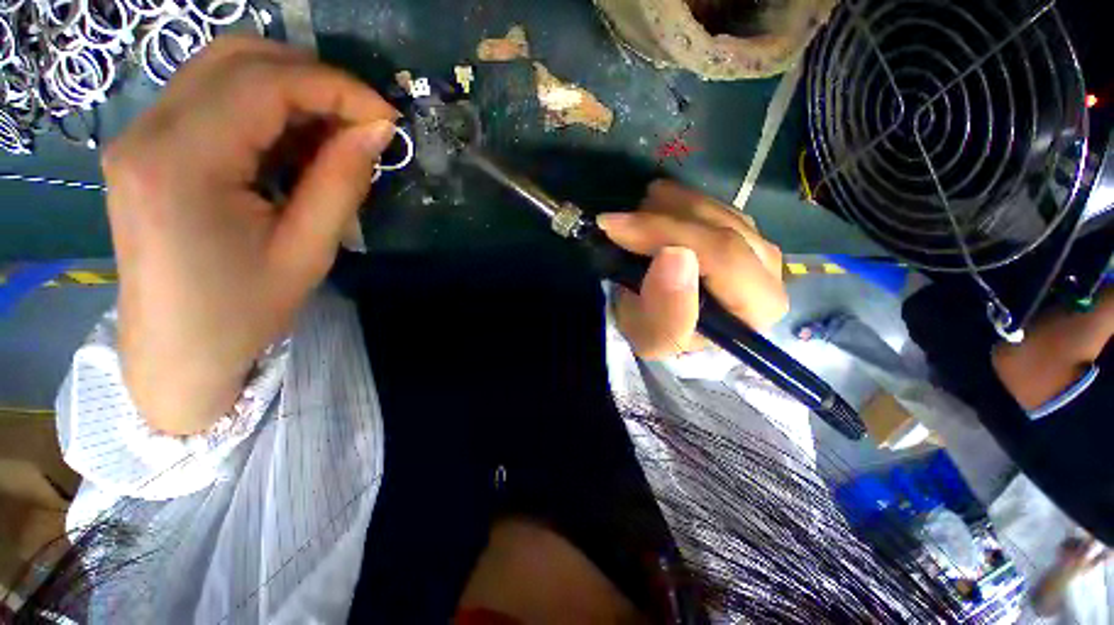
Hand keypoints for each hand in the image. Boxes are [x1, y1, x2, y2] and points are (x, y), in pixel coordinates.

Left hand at [104, 37, 397, 434]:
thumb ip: (342, 180)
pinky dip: (265, 108)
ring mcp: (142, 133)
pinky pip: (213, 98)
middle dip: (314, 78)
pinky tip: (295, 144)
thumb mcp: (308, 250)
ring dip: (291, 90)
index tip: (386, 117)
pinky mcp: (149, 146)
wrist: (176, 352)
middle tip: (363, 120)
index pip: (265, 82)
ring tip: (336, 134)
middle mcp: (149, 130)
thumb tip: (377, 130)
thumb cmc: (244, 311)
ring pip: (225, 70)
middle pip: (238, 57)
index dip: (336, 87)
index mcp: (182, 161)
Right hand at [597, 180, 788, 359]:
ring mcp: (756, 246)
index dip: (666, 234)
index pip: (722, 256)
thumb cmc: (660, 338)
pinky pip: (713, 206)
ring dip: (669, 206)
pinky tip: (656, 205)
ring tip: (634, 212)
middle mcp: (768, 273)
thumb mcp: (654, 339)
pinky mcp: (741, 233)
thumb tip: (675, 255)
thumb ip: (668, 310)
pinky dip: (679, 202)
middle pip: (721, 228)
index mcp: (757, 307)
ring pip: (716, 211)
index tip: (616, 228)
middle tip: (616, 219)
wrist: (664, 331)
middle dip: (662, 219)